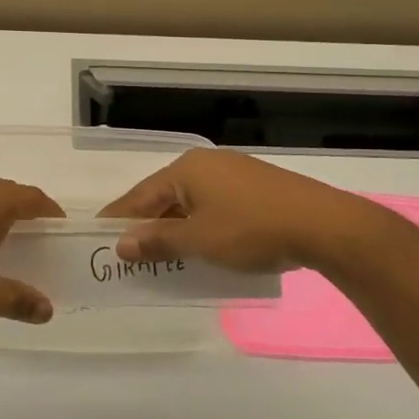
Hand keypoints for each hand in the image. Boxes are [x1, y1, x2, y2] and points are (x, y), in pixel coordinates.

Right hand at [97, 148, 373, 273]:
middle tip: (127, 252)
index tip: (97, 234)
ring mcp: (235, 173)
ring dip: (175, 227)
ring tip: (161, 255)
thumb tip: (122, 243)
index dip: (119, 217)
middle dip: (147, 224)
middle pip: (165, 196)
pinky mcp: (257, 187)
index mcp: (187, 169)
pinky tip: (201, 247)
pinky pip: (215, 205)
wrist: (322, 225)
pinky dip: (201, 226)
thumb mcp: (198, 241)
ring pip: (192, 202)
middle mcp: (207, 164)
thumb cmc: (251, 230)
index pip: (141, 195)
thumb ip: (158, 241)